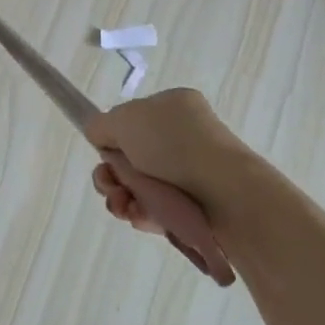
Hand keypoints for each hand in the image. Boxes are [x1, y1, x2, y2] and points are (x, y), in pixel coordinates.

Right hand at [84, 88, 266, 236]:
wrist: (224, 193)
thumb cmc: (173, 145)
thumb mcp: (124, 120)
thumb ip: (101, 125)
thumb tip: (100, 138)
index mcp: (172, 107)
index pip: (131, 122)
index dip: (112, 140)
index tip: (105, 153)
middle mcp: (182, 137)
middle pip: (130, 158)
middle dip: (111, 176)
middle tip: (109, 185)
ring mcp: (189, 173)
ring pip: (139, 187)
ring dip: (121, 197)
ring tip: (123, 206)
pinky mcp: (194, 206)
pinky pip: (156, 209)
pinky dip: (142, 214)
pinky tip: (140, 217)